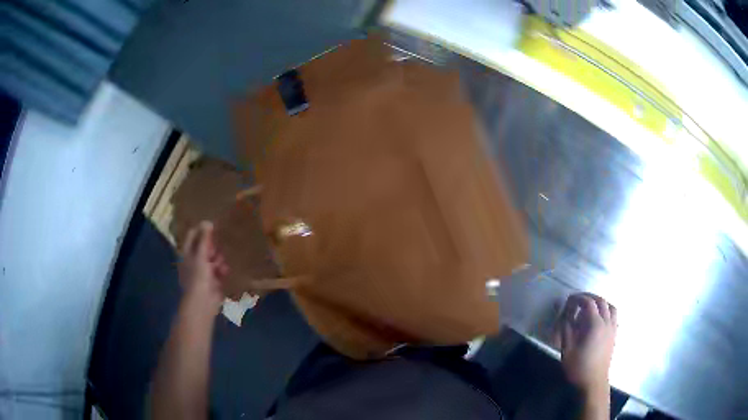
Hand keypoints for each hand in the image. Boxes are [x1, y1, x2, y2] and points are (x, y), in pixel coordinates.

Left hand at [178, 221, 229, 313]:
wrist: (202, 302)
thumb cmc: (198, 277)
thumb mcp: (200, 255)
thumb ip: (204, 239)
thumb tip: (208, 221)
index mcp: (187, 253)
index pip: (193, 235)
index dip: (202, 230)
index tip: (213, 227)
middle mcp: (194, 260)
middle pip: (204, 246)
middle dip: (212, 246)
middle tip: (218, 247)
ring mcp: (203, 271)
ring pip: (213, 258)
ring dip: (219, 259)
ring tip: (221, 262)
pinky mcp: (213, 281)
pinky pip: (219, 271)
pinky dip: (222, 270)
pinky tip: (225, 271)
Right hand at [558, 293, 616, 395]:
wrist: (593, 382)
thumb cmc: (578, 367)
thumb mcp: (567, 348)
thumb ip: (566, 327)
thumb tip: (563, 311)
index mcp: (595, 324)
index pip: (588, 302)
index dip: (578, 298)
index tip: (568, 301)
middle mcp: (607, 322)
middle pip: (601, 301)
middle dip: (588, 297)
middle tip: (577, 301)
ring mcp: (612, 328)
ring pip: (610, 306)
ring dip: (600, 302)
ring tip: (589, 307)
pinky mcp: (614, 335)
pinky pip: (613, 315)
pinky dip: (606, 310)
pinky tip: (598, 319)